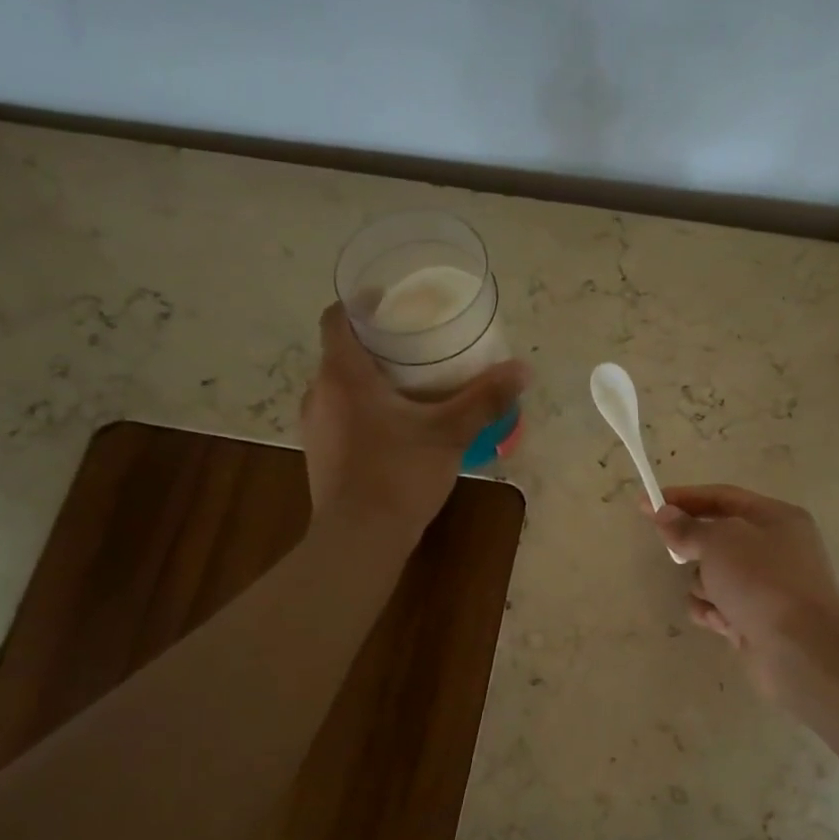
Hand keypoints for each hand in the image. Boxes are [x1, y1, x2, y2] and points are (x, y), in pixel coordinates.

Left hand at [301, 303, 526, 548]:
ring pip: (339, 386)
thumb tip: (523, 368)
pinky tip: (395, 425)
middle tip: (414, 343)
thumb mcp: (449, 433)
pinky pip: (340, 414)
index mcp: (343, 375)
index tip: (389, 300)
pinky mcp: (320, 454)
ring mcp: (315, 426)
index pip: (337, 318)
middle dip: (374, 343)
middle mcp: (319, 393)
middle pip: (341, 351)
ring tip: (408, 382)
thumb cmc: (399, 474)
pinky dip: (363, 407)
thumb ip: (484, 399)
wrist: (359, 539)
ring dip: (368, 378)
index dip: (360, 303)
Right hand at [650, 485, 838, 699]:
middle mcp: (774, 548)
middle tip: (676, 555)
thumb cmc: (763, 581)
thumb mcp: (719, 542)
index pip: (721, 497)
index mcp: (775, 518)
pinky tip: (722, 623)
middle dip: (694, 550)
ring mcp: (766, 586)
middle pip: (716, 538)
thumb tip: (665, 514)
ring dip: (704, 586)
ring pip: (712, 575)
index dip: (682, 498)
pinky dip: (714, 612)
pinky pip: (719, 606)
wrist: (802, 649)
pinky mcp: (756, 618)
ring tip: (716, 600)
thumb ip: (687, 527)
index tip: (646, 503)